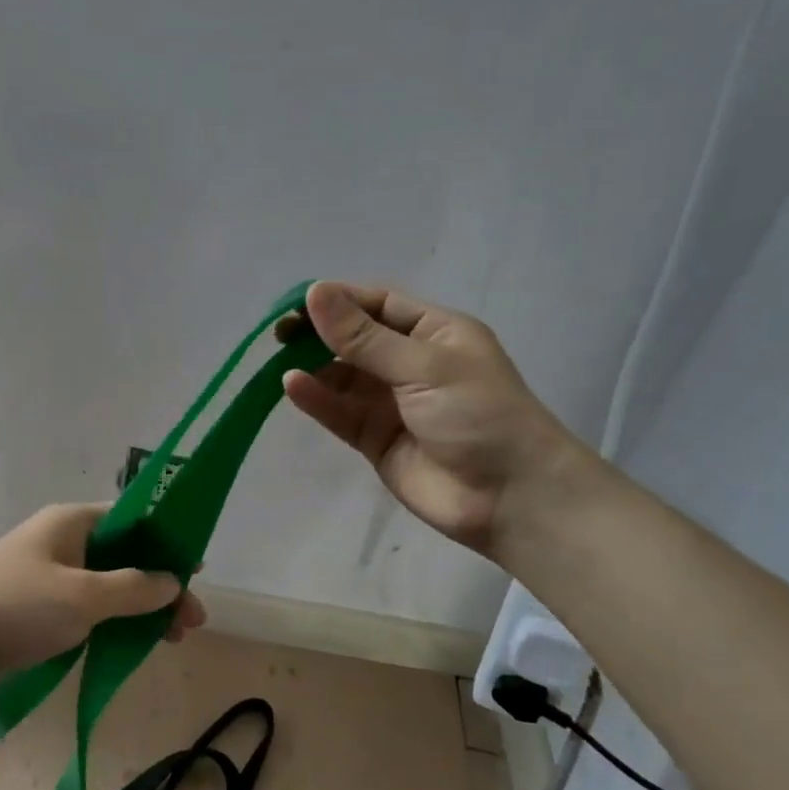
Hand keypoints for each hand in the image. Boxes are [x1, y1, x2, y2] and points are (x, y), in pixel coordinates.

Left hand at [0, 503, 206, 678]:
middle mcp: (64, 545)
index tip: (196, 570)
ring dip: (142, 610)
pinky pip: (89, 613)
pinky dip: (115, 626)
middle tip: (192, 622)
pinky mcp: (39, 614)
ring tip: (172, 639)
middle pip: (126, 558)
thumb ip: (133, 588)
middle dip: (161, 586)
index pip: (133, 520)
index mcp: (72, 523)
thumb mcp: (84, 596)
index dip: (168, 542)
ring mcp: (51, 580)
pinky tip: (135, 647)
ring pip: (110, 589)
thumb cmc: (15, 606)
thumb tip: (171, 582)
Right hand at [281, 281, 586, 559]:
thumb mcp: (425, 365)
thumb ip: (365, 337)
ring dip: (314, 368)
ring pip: (343, 378)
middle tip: (280, 334)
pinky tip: (293, 386)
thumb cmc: (480, 415)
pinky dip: (317, 400)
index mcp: (435, 332)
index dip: (338, 300)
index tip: (298, 303)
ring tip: (279, 361)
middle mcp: (411, 363)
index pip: (378, 304)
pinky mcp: (375, 440)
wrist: (509, 497)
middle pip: (355, 340)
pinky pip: (340, 413)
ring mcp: (391, 404)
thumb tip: (316, 292)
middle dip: (320, 334)